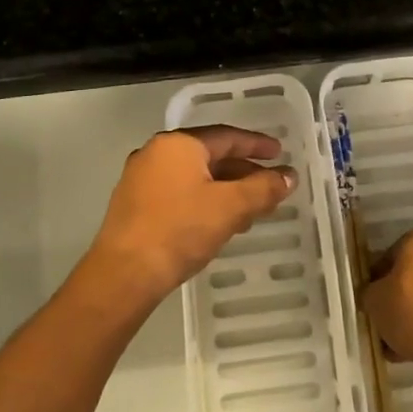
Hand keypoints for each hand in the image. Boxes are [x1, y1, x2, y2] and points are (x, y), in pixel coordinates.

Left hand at [87, 126, 296, 304]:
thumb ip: (263, 189)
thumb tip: (288, 177)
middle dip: (243, 171)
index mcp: (178, 144)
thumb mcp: (230, 207)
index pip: (226, 136)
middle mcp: (156, 153)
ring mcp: (141, 180)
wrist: (124, 274)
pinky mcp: (134, 206)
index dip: (257, 145)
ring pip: (194, 177)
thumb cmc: (180, 230)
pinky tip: (220, 223)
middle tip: (270, 185)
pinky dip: (204, 201)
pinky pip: (179, 193)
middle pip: (210, 155)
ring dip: (225, 190)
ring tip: (251, 210)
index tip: (280, 154)